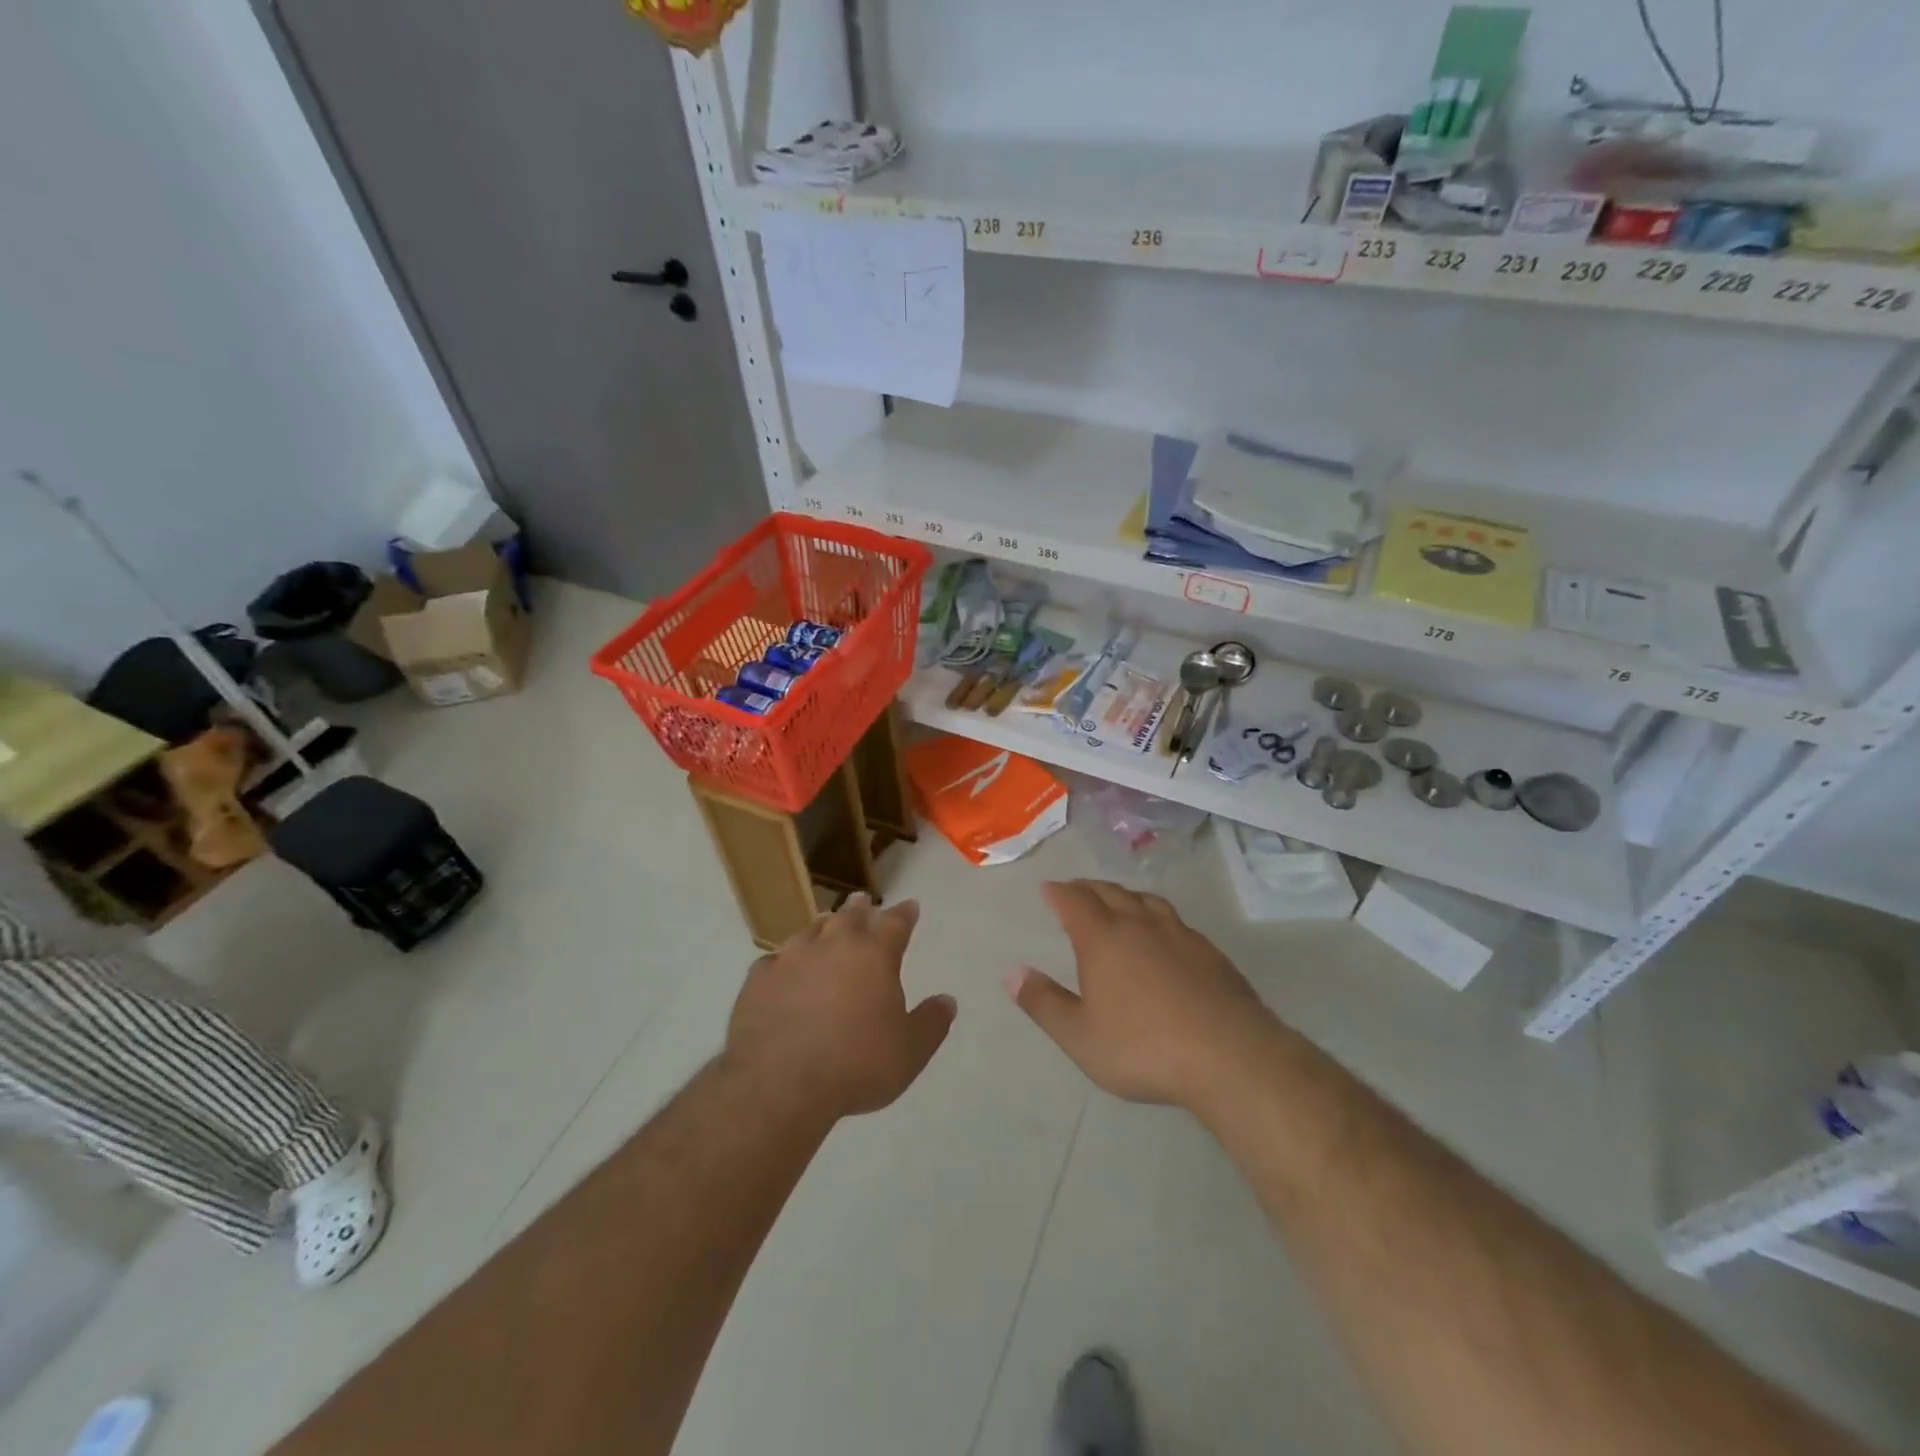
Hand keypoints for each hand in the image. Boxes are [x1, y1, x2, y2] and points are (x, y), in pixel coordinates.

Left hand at [725, 893, 954, 1122]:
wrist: (779, 1083)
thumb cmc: (855, 1066)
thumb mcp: (909, 1053)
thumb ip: (931, 1023)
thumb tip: (947, 1000)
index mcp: (874, 955)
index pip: (895, 923)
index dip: (904, 914)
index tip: (910, 906)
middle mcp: (833, 945)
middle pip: (849, 916)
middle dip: (860, 908)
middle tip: (863, 901)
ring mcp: (791, 958)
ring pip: (810, 930)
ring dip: (822, 925)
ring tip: (825, 924)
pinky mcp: (758, 979)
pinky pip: (775, 960)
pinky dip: (785, 961)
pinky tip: (783, 969)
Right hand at [1006, 880, 1277, 1111]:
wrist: (1230, 1056)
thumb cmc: (1144, 1047)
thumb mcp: (1080, 1036)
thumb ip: (1044, 1003)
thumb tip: (1012, 972)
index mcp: (1103, 938)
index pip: (1074, 901)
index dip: (1058, 892)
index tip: (1047, 889)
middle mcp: (1139, 924)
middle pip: (1109, 892)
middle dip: (1087, 888)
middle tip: (1075, 890)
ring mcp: (1179, 934)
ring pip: (1145, 900)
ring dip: (1124, 895)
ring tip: (1116, 901)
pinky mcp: (1209, 951)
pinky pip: (1173, 919)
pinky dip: (1155, 914)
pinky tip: (1161, 934)